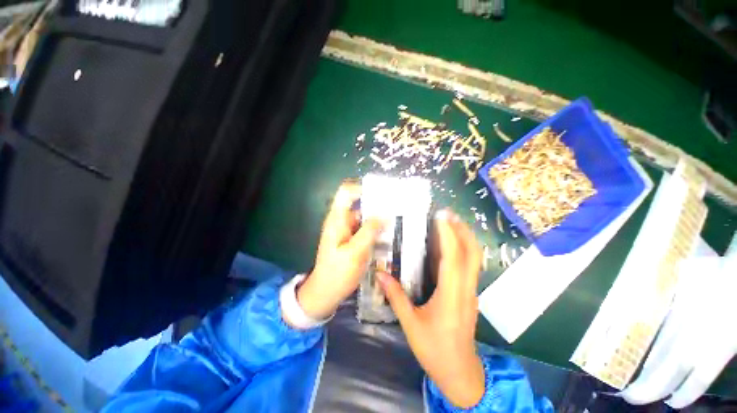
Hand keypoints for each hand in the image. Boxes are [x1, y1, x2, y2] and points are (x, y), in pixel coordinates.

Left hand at [294, 182, 383, 320]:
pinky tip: (388, 237)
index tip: (381, 194)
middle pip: (359, 205)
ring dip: (378, 221)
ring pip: (364, 218)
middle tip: (396, 211)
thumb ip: (369, 231)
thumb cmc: (337, 273)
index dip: (362, 188)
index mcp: (337, 219)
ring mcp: (346, 230)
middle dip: (377, 206)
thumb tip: (384, 215)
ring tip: (396, 224)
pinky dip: (375, 231)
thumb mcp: (355, 252)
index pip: (346, 192)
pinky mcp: (351, 239)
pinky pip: (364, 229)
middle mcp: (341, 221)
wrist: (325, 292)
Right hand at [377, 209, 484, 408]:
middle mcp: (465, 288)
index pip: (453, 257)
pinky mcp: (469, 293)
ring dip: (465, 237)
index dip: (448, 234)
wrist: (460, 373)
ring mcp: (471, 291)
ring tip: (451, 222)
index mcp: (451, 294)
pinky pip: (469, 265)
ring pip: (474, 258)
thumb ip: (395, 297)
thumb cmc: (435, 350)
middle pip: (472, 253)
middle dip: (462, 230)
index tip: (441, 217)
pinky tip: (450, 245)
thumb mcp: (411, 324)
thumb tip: (380, 274)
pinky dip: (463, 249)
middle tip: (449, 214)